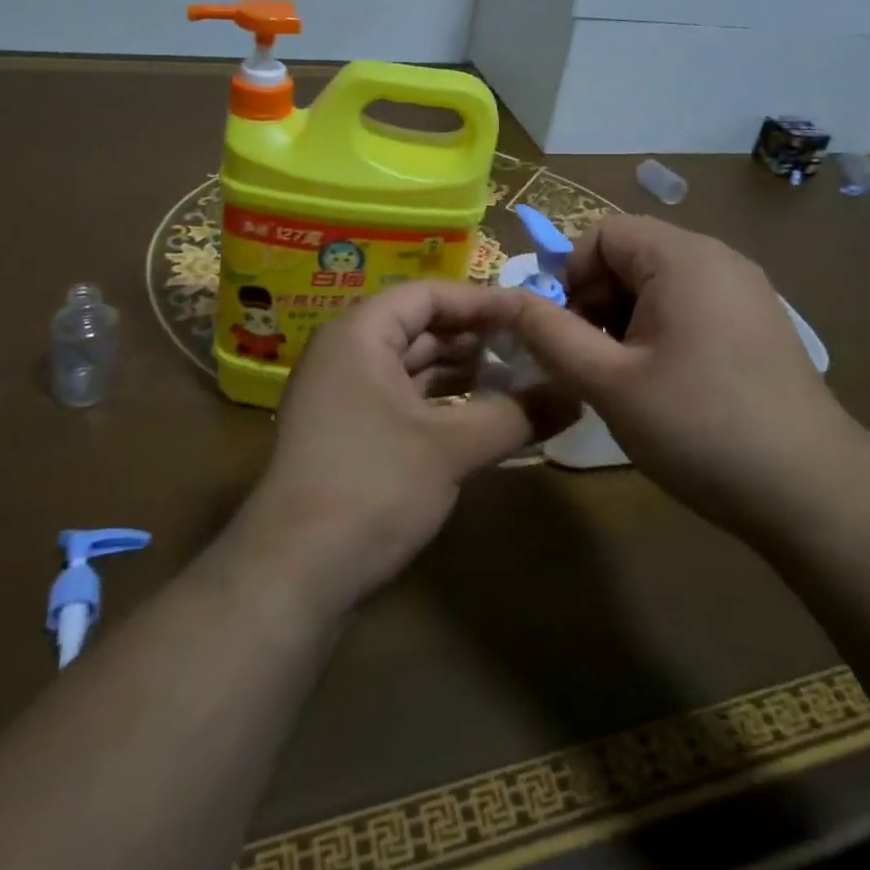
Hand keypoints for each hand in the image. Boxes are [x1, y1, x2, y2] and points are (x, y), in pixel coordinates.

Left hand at [235, 281, 573, 617]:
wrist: (293, 575)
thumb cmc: (372, 486)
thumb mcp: (451, 448)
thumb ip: (516, 415)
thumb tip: (576, 395)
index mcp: (359, 333)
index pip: (428, 294)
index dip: (481, 300)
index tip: (531, 312)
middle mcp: (345, 353)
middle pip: (419, 326)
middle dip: (474, 336)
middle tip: (530, 346)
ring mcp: (342, 395)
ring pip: (410, 365)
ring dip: (460, 371)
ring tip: (516, 378)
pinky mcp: (347, 433)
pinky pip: (401, 398)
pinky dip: (440, 401)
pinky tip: (479, 415)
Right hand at [508, 215, 858, 528]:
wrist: (815, 493)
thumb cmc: (700, 428)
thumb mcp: (608, 383)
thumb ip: (549, 334)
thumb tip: (506, 300)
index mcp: (682, 257)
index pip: (603, 233)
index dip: (570, 276)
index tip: (564, 333)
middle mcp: (718, 258)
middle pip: (632, 254)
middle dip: (596, 300)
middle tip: (589, 361)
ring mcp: (745, 290)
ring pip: (660, 282)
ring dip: (625, 319)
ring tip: (623, 378)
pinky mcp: (759, 322)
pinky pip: (692, 304)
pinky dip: (661, 329)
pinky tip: (664, 383)